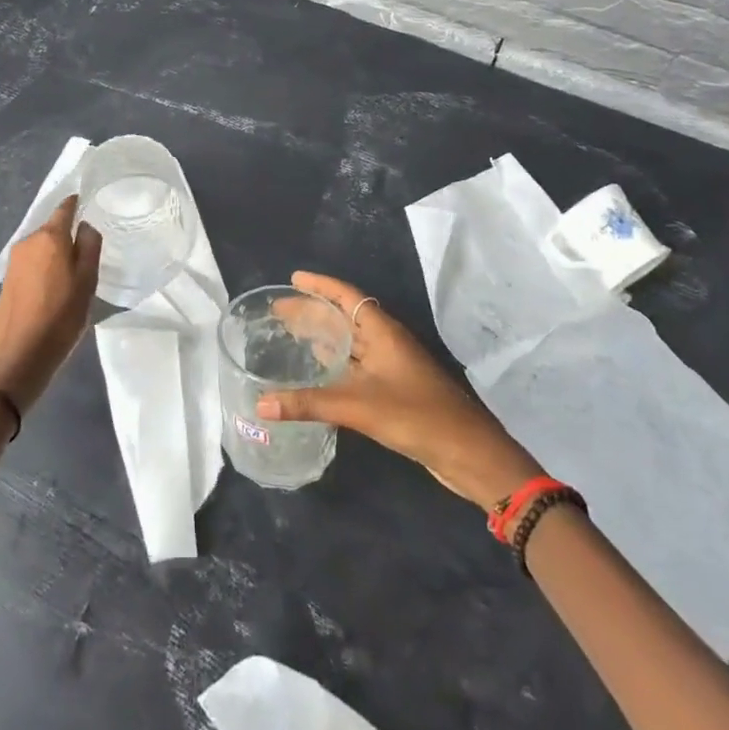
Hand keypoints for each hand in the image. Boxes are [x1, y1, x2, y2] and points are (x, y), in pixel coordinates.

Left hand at [0, 197, 100, 411]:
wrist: (15, 360)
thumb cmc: (59, 319)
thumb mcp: (87, 283)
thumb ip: (89, 247)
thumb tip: (85, 226)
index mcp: (49, 237)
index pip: (65, 208)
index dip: (78, 204)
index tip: (92, 206)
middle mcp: (28, 242)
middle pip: (53, 228)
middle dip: (69, 234)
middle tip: (89, 252)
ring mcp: (14, 262)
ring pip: (43, 247)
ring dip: (57, 253)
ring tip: (75, 274)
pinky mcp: (7, 281)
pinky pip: (33, 263)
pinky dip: (45, 268)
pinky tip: (55, 288)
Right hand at [258, 271, 543, 508]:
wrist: (467, 452)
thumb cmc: (415, 415)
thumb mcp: (358, 406)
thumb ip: (308, 403)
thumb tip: (261, 403)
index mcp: (382, 330)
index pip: (345, 295)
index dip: (319, 285)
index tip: (292, 278)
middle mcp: (387, 340)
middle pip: (345, 316)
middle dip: (314, 311)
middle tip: (279, 310)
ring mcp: (393, 364)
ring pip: (352, 341)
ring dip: (324, 335)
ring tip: (292, 334)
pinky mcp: (395, 388)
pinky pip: (358, 364)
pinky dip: (336, 361)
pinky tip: (320, 372)